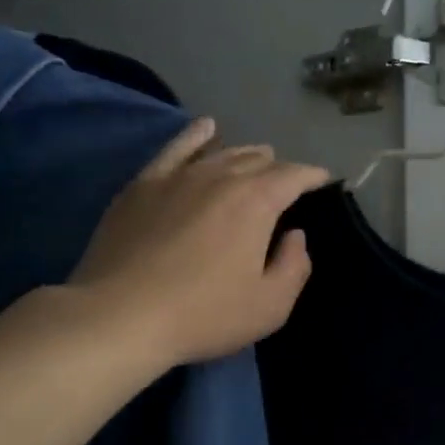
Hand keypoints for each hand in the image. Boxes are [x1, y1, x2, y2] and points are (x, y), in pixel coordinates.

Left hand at [72, 119, 330, 365]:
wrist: (121, 315)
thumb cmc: (204, 315)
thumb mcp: (270, 306)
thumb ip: (294, 266)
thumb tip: (295, 236)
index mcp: (257, 202)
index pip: (294, 176)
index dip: (313, 177)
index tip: (323, 181)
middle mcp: (220, 176)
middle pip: (258, 161)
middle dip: (279, 169)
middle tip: (285, 185)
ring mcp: (178, 176)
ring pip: (221, 152)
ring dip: (245, 154)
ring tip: (257, 158)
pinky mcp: (143, 185)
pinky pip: (176, 148)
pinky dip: (196, 136)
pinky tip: (206, 129)